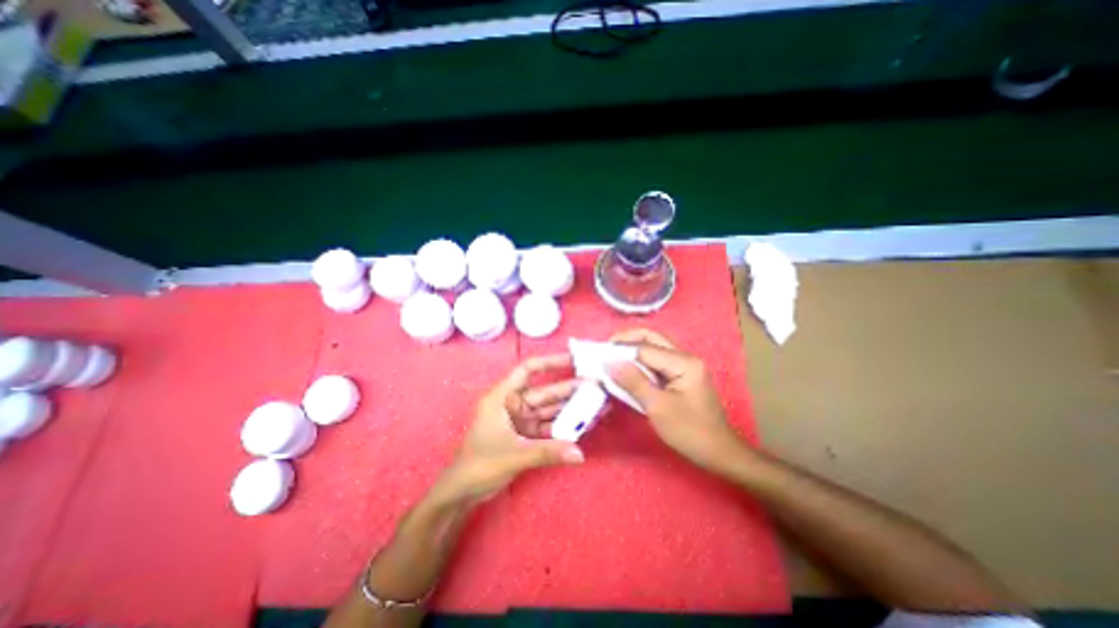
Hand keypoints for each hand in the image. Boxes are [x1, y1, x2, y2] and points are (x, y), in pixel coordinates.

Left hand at [445, 352, 589, 498]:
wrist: (463, 492)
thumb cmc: (480, 464)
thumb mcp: (514, 455)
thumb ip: (547, 452)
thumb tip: (580, 453)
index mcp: (502, 397)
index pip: (527, 369)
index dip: (550, 362)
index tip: (574, 361)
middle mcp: (513, 404)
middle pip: (544, 391)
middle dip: (569, 389)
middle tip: (596, 386)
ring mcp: (520, 420)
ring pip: (549, 409)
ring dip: (570, 408)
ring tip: (596, 404)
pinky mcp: (525, 435)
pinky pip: (548, 426)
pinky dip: (563, 426)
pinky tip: (582, 423)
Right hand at [609, 331, 744, 472]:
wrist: (720, 453)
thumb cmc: (690, 432)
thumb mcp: (657, 407)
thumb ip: (632, 381)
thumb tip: (608, 362)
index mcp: (683, 362)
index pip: (644, 347)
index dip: (620, 350)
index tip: (598, 356)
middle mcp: (685, 357)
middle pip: (651, 338)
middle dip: (626, 341)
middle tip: (605, 352)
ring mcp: (685, 365)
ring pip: (654, 348)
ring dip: (632, 351)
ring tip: (612, 360)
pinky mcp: (682, 375)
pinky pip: (657, 362)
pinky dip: (640, 363)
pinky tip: (628, 372)